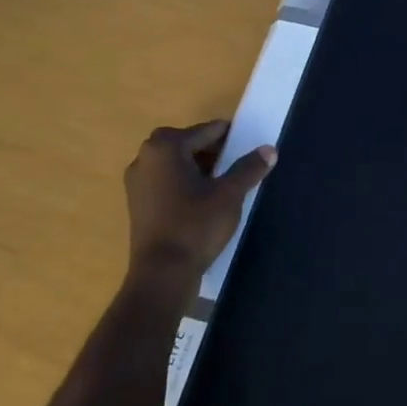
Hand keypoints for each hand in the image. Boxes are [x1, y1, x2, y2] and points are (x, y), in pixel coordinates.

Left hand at [123, 120, 275, 296]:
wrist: (162, 274)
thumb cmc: (195, 226)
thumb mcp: (230, 194)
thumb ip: (249, 168)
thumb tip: (270, 150)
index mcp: (166, 147)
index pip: (207, 131)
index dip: (231, 138)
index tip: (249, 147)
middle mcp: (145, 157)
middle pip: (188, 144)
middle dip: (214, 152)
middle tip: (238, 166)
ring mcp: (137, 181)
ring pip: (176, 162)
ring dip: (199, 167)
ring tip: (224, 184)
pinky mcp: (137, 202)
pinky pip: (165, 180)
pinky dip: (184, 182)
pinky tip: (203, 200)